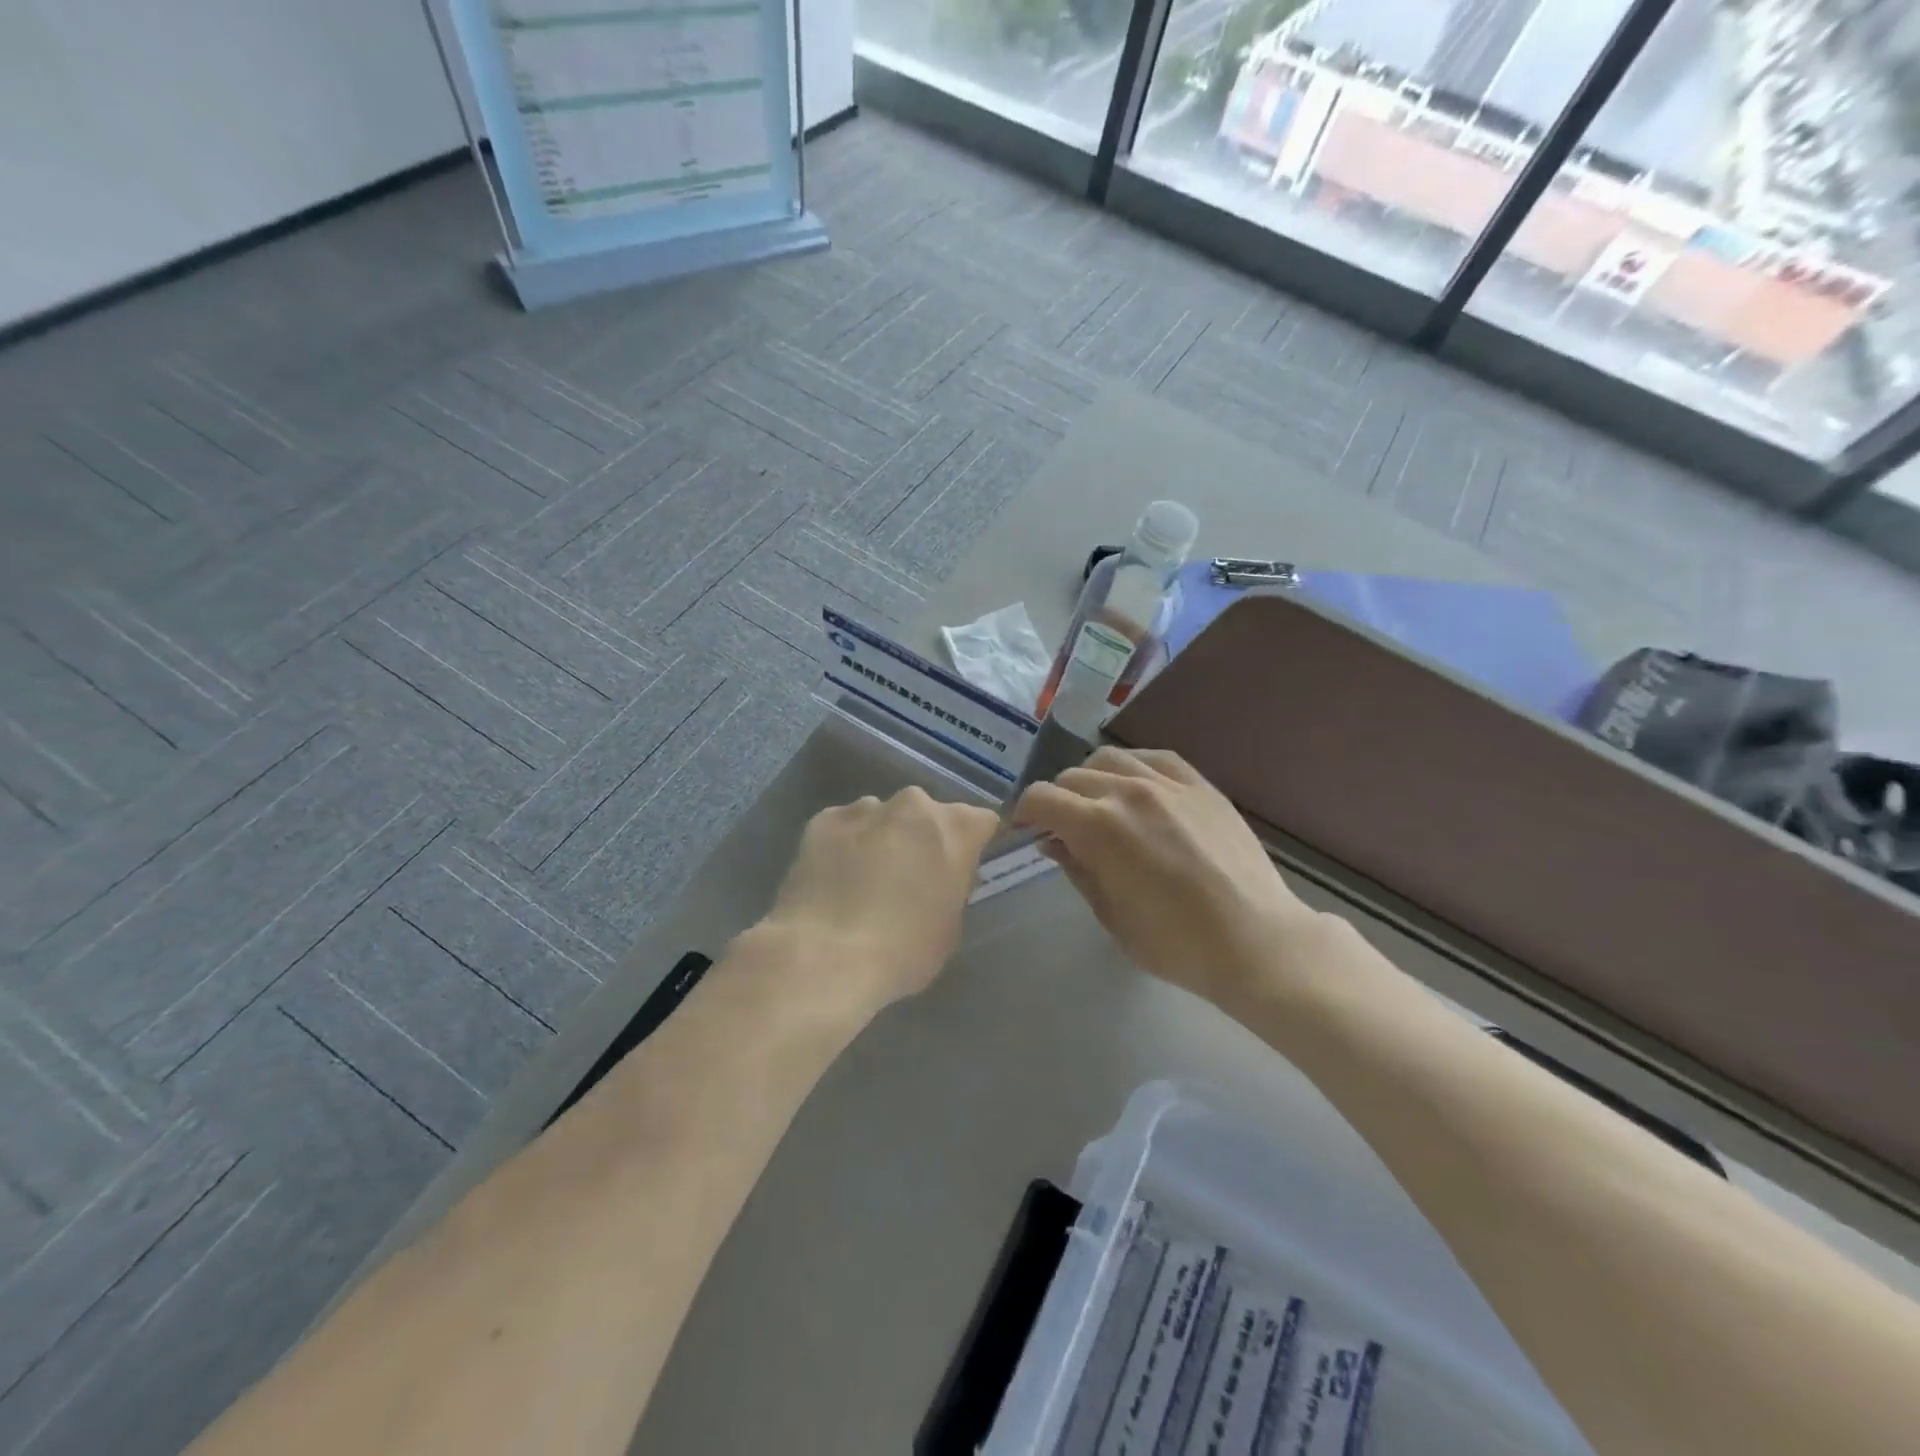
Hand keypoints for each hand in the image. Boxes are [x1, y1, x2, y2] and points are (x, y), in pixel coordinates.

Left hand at [757, 787, 998, 1015]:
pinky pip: (843, 827)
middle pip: (926, 814)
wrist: (825, 956)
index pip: (980, 821)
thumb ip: (952, 888)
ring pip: (881, 817)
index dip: (972, 844)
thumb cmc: (904, 951)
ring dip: (881, 839)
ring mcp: (864, 808)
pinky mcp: (823, 820)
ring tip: (863, 881)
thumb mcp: (950, 926)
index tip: (961, 869)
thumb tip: (939, 880)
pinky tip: (833, 879)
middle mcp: (913, 805)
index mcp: (956, 828)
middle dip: (921, 838)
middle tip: (909, 878)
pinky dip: (843, 845)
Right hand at [1012, 747, 1323, 1011]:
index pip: (1042, 798)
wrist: (1255, 941)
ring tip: (1098, 804)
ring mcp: (1168, 783)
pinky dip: (1133, 767)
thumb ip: (1078, 869)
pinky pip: (1155, 758)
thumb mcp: (1111, 915)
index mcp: (1098, 826)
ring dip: (1091, 779)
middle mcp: (1128, 791)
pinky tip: (1135, 786)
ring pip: (1109, 759)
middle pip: (1072, 777)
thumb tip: (1055, 841)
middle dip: (1056, 800)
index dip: (1024, 812)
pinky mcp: (1200, 785)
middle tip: (1062, 828)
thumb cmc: (1175, 943)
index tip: (1026, 830)